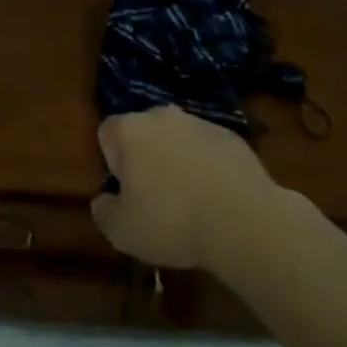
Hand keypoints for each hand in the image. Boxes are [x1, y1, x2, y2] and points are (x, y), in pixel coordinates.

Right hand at [90, 106, 274, 269]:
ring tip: (190, 202)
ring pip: (177, 139)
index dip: (112, 163)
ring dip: (177, 161)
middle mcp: (161, 115)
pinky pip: (207, 149)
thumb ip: (103, 211)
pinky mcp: (230, 136)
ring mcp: (198, 122)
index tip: (127, 193)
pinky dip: (207, 167)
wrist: (243, 220)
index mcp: (129, 129)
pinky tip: (217, 198)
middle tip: (156, 198)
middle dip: (145, 159)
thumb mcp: (122, 231)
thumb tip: (103, 201)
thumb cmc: (172, 221)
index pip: (107, 134)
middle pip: (143, 133)